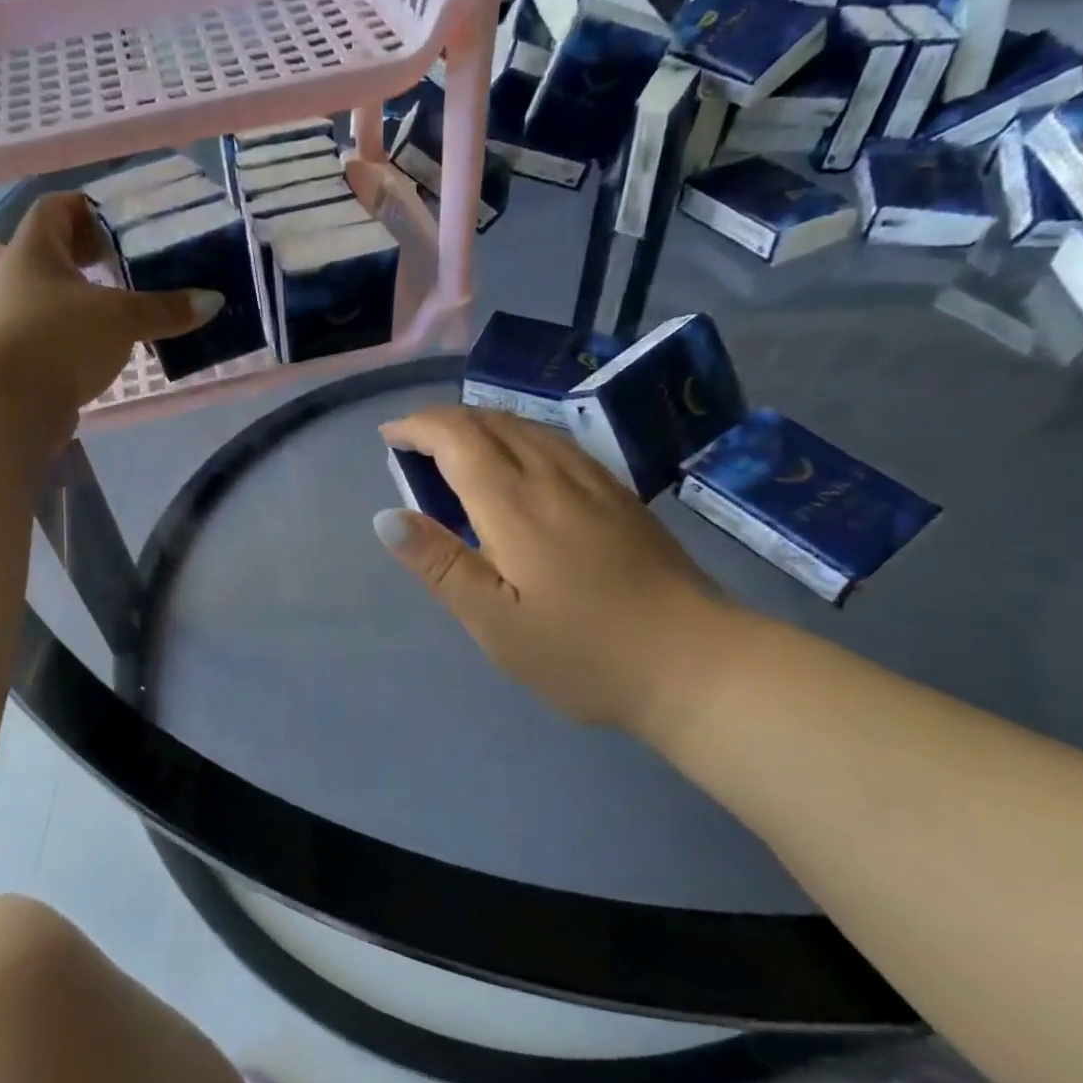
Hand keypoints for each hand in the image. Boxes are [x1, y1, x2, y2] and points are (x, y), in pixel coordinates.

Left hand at [0, 191, 222, 420]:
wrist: (6, 406)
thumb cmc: (58, 339)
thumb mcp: (120, 318)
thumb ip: (165, 308)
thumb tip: (213, 301)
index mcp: (35, 250)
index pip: (57, 208)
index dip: (90, 207)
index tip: (127, 220)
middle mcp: (21, 279)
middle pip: (61, 253)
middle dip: (99, 256)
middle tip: (140, 262)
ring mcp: (20, 321)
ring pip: (63, 297)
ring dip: (96, 299)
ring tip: (137, 305)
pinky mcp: (28, 358)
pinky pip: (63, 334)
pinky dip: (89, 334)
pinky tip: (118, 345)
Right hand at [376, 406, 732, 737]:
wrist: (695, 663)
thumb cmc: (581, 652)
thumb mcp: (495, 623)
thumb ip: (440, 565)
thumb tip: (387, 517)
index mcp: (515, 506)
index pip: (458, 438)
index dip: (418, 426)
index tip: (389, 435)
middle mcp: (553, 477)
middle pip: (492, 422)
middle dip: (445, 420)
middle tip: (413, 439)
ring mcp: (594, 483)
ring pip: (528, 427)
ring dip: (483, 422)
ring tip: (456, 442)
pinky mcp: (621, 497)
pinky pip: (558, 443)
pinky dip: (521, 435)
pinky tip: (522, 458)